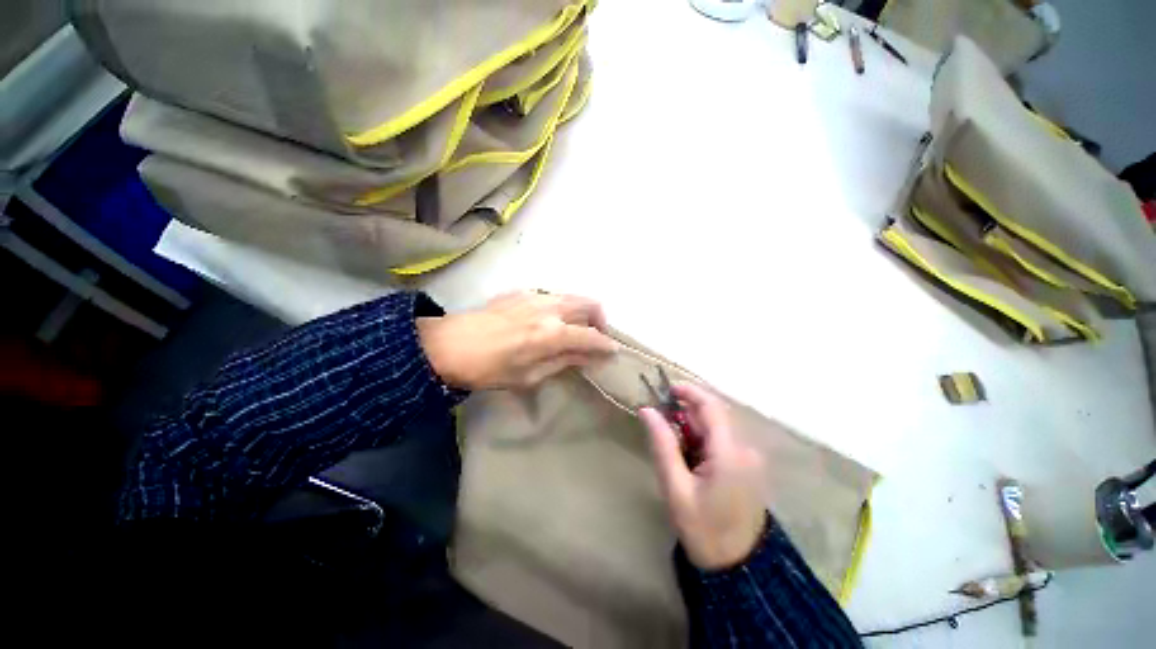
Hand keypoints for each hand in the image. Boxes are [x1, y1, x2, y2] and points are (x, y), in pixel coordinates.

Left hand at [417, 291, 615, 389]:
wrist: (449, 345)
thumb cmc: (488, 369)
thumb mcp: (528, 376)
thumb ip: (562, 362)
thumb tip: (586, 356)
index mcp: (553, 333)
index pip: (592, 336)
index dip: (605, 346)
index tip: (611, 353)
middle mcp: (549, 308)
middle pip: (588, 304)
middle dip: (599, 320)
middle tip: (595, 337)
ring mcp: (533, 295)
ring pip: (569, 296)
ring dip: (579, 310)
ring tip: (572, 329)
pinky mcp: (518, 292)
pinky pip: (549, 295)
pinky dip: (558, 306)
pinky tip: (545, 322)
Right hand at [640, 384, 765, 570]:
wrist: (734, 558)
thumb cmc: (701, 527)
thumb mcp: (676, 490)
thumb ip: (664, 447)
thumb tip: (648, 412)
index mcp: (729, 452)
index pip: (712, 407)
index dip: (690, 392)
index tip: (666, 389)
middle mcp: (746, 448)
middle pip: (717, 418)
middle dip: (690, 416)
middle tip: (662, 428)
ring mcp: (752, 458)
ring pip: (722, 432)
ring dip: (698, 432)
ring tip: (676, 455)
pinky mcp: (752, 468)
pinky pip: (728, 446)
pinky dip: (708, 445)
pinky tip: (694, 465)